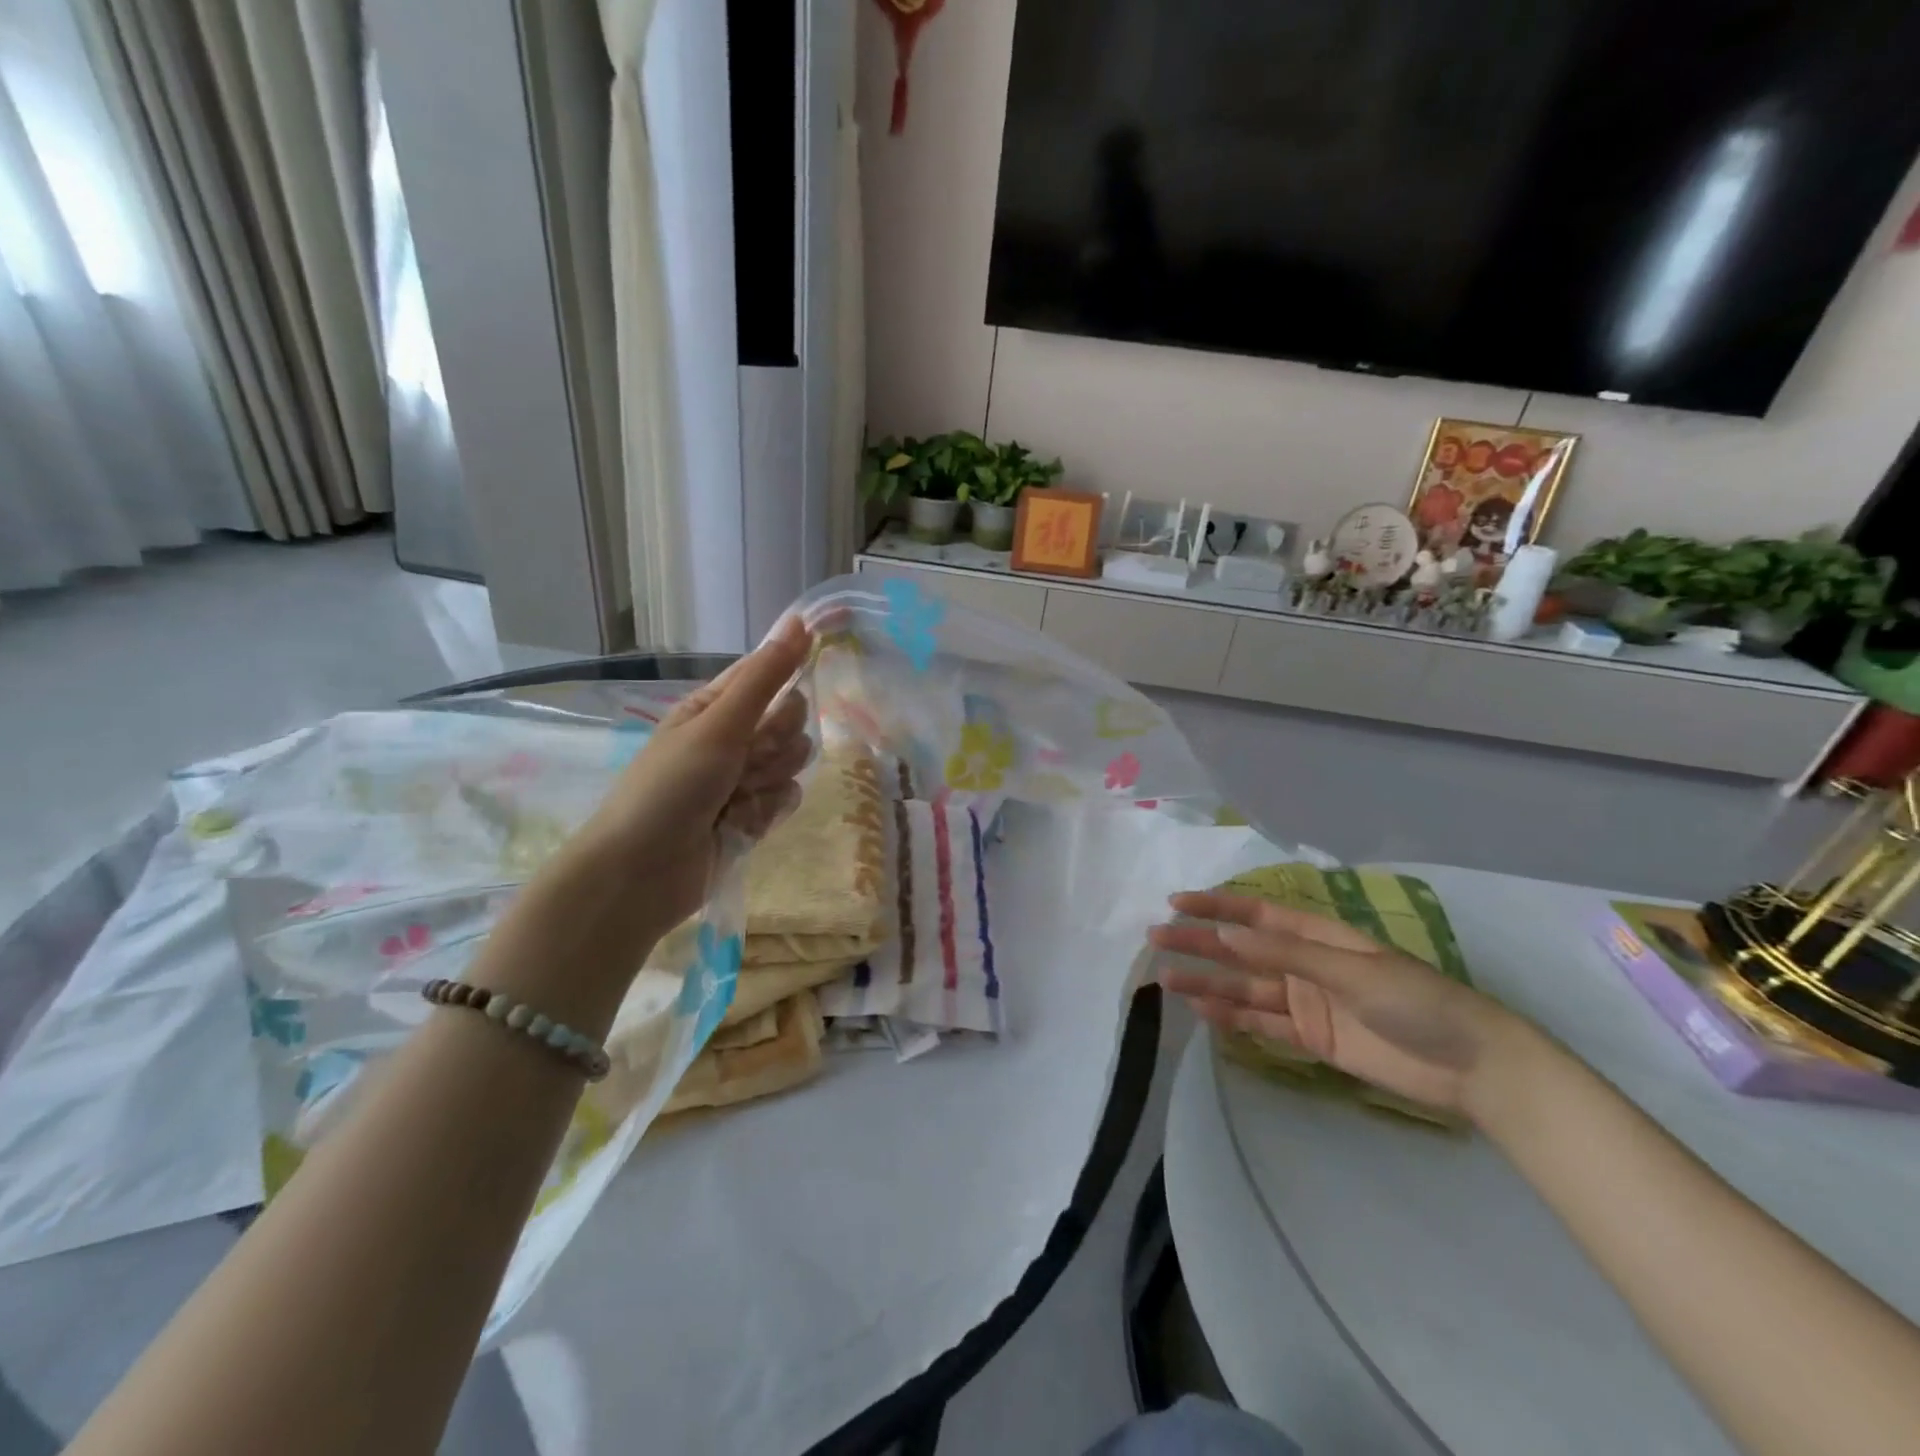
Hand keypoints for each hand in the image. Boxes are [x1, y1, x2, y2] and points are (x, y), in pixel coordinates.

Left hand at [575, 616, 813, 935]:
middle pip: (790, 721)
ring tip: (735, 799)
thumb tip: (800, 621)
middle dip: (776, 742)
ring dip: (769, 781)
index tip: (804, 678)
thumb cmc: (670, 788)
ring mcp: (744, 779)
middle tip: (746, 759)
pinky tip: (740, 825)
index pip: (768, 675)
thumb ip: (765, 677)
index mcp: (715, 706)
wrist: (640, 874)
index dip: (787, 677)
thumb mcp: (717, 725)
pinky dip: (767, 812)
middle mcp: (732, 738)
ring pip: (793, 762)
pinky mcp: (753, 816)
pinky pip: (787, 799)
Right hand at [1148, 891, 1524, 1117]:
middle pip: (1242, 950)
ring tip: (1166, 979)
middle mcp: (1305, 963)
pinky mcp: (1312, 1038)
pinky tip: (1203, 1009)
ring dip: (1207, 981)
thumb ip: (1285, 955)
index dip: (1216, 907)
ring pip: (1245, 987)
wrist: (1472, 1066)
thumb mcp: (1350, 970)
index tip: (1177, 902)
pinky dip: (1232, 1016)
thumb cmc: (1416, 1001)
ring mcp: (1307, 1001)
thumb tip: (1226, 935)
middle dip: (1200, 943)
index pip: (1255, 915)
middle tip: (1156, 939)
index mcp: (1317, 935)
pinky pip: (1262, 1023)